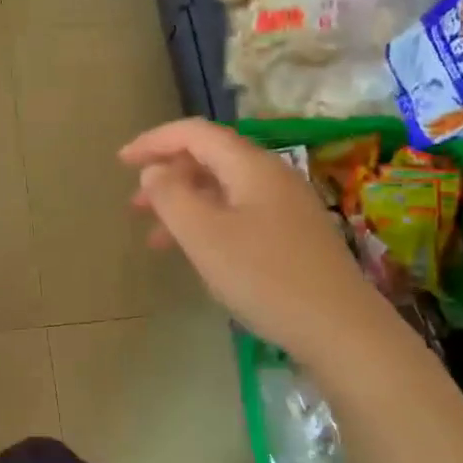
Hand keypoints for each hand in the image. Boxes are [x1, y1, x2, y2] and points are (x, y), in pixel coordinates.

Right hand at [120, 118, 367, 352]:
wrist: (341, 329)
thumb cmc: (265, 276)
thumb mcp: (204, 235)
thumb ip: (171, 196)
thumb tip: (155, 170)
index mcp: (251, 166)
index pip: (195, 133)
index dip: (154, 141)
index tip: (122, 161)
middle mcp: (272, 176)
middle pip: (210, 158)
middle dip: (167, 175)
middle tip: (135, 205)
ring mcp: (287, 206)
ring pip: (223, 190)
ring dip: (185, 204)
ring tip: (156, 236)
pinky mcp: (294, 235)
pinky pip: (239, 214)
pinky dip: (208, 223)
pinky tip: (198, 254)